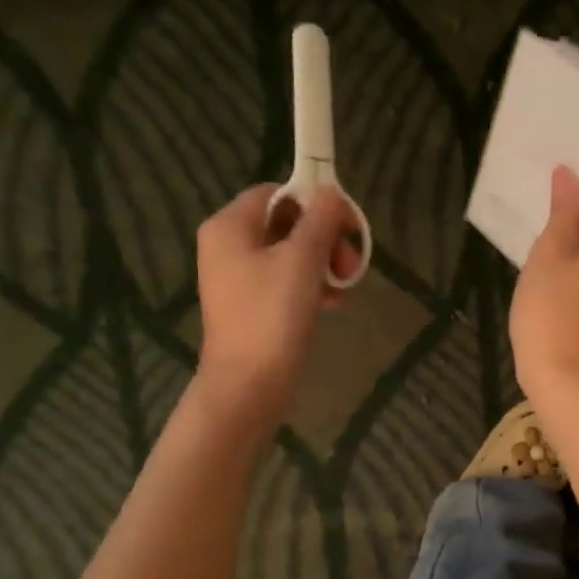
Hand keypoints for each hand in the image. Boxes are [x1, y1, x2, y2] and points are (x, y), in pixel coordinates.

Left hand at [193, 184, 356, 437]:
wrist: (249, 385)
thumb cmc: (272, 316)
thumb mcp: (302, 260)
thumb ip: (320, 221)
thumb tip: (331, 193)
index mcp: (230, 225)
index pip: (277, 193)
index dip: (316, 203)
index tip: (348, 228)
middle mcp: (227, 246)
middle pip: (286, 225)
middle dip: (325, 240)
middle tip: (351, 264)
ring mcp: (237, 280)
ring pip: (290, 256)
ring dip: (324, 266)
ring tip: (346, 288)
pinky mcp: (251, 308)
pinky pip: (285, 284)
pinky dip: (311, 288)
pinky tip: (334, 305)